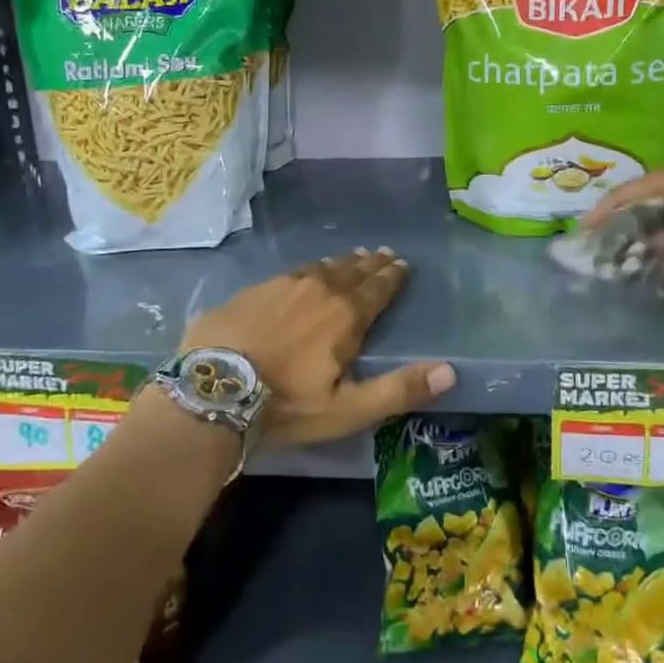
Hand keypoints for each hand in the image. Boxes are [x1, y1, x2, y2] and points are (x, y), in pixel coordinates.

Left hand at [182, 248, 454, 447]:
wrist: (213, 390)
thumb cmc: (286, 405)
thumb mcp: (348, 409)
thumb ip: (399, 389)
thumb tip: (450, 371)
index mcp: (345, 314)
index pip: (378, 288)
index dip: (393, 276)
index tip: (403, 264)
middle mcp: (318, 289)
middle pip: (351, 271)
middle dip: (371, 264)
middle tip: (383, 253)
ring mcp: (282, 285)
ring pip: (320, 267)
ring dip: (340, 263)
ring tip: (352, 257)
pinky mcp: (253, 290)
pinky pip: (290, 272)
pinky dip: (307, 270)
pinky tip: (304, 272)